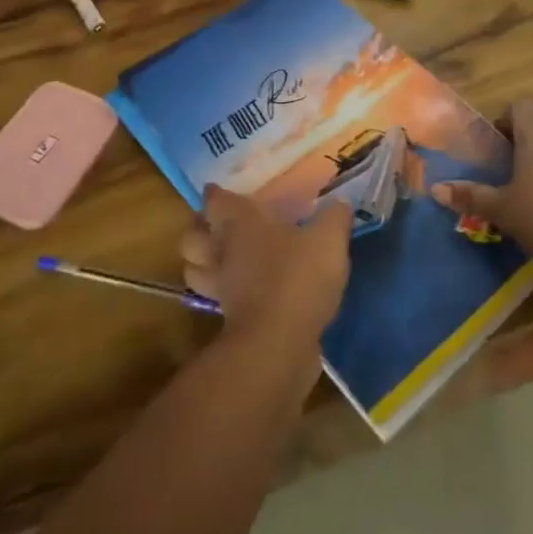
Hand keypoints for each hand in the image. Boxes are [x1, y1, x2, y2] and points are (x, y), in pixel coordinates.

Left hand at [181, 187, 351, 347]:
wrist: (279, 343)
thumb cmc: (298, 278)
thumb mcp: (329, 240)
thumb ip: (334, 218)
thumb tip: (340, 203)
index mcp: (241, 223)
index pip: (215, 200)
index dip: (215, 194)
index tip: (217, 190)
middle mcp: (222, 251)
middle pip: (191, 237)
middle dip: (198, 230)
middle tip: (214, 226)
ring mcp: (220, 287)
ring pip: (194, 269)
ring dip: (200, 264)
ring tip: (218, 259)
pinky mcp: (228, 319)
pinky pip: (214, 299)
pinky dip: (221, 294)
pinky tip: (242, 291)